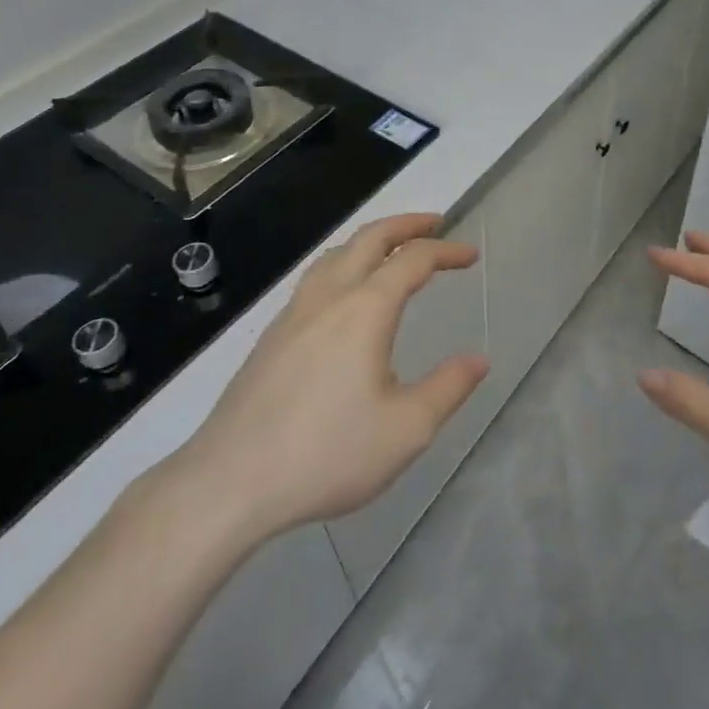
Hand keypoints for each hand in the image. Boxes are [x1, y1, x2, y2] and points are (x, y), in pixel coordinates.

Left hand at [161, 214, 485, 552]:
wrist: (229, 483)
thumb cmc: (327, 454)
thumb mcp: (406, 429)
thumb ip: (448, 388)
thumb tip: (479, 360)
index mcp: (365, 310)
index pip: (413, 259)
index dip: (446, 251)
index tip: (471, 255)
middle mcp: (328, 298)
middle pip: (369, 239)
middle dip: (406, 224)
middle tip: (436, 224)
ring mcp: (293, 315)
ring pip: (335, 254)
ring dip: (371, 240)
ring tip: (392, 249)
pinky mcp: (271, 337)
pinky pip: (315, 278)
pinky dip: (344, 264)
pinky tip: (345, 296)